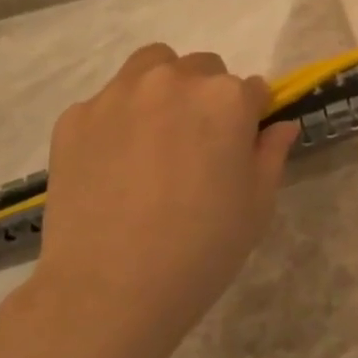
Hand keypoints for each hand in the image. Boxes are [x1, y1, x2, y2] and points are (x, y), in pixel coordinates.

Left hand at [29, 44, 299, 357]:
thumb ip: (272, 153)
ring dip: (163, 88)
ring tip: (156, 136)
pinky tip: (114, 164)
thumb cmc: (202, 248)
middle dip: (207, 97)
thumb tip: (281, 125)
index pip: (253, 89)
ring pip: (150, 67)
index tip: (241, 146)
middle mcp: (173, 81)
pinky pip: (106, 103)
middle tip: (198, 145)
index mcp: (225, 98)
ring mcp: (118, 95)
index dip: (251, 117)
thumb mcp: (257, 204)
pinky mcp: (75, 117)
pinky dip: (117, 120)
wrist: (110, 290)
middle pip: (202, 68)